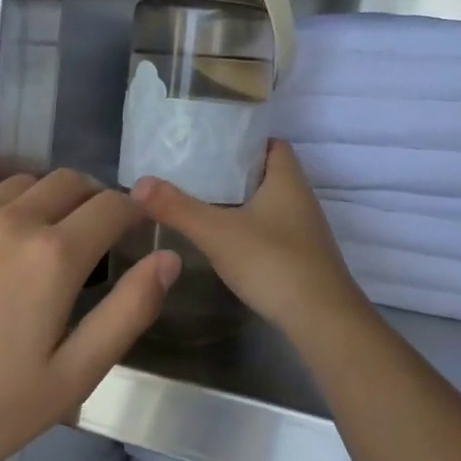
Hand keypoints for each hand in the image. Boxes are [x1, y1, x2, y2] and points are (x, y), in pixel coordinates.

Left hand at [0, 169, 178, 460]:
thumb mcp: (70, 379)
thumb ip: (127, 313)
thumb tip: (168, 258)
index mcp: (54, 257)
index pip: (111, 206)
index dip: (131, 212)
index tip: (132, 231)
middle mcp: (13, 220)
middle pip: (69, 182)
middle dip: (91, 200)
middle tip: (90, 239)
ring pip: (22, 181)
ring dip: (44, 197)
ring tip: (39, 236)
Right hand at [133, 140, 370, 345]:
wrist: (322, 321)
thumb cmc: (273, 262)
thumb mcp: (217, 232)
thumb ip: (178, 207)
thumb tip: (138, 183)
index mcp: (287, 179)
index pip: (271, 143)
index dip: (244, 138)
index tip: (210, 141)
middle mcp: (300, 198)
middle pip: (266, 172)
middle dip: (233, 170)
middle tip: (194, 170)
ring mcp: (304, 230)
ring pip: (268, 202)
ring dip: (240, 201)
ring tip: (200, 200)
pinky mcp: (301, 257)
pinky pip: (271, 229)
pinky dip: (249, 227)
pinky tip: (224, 240)